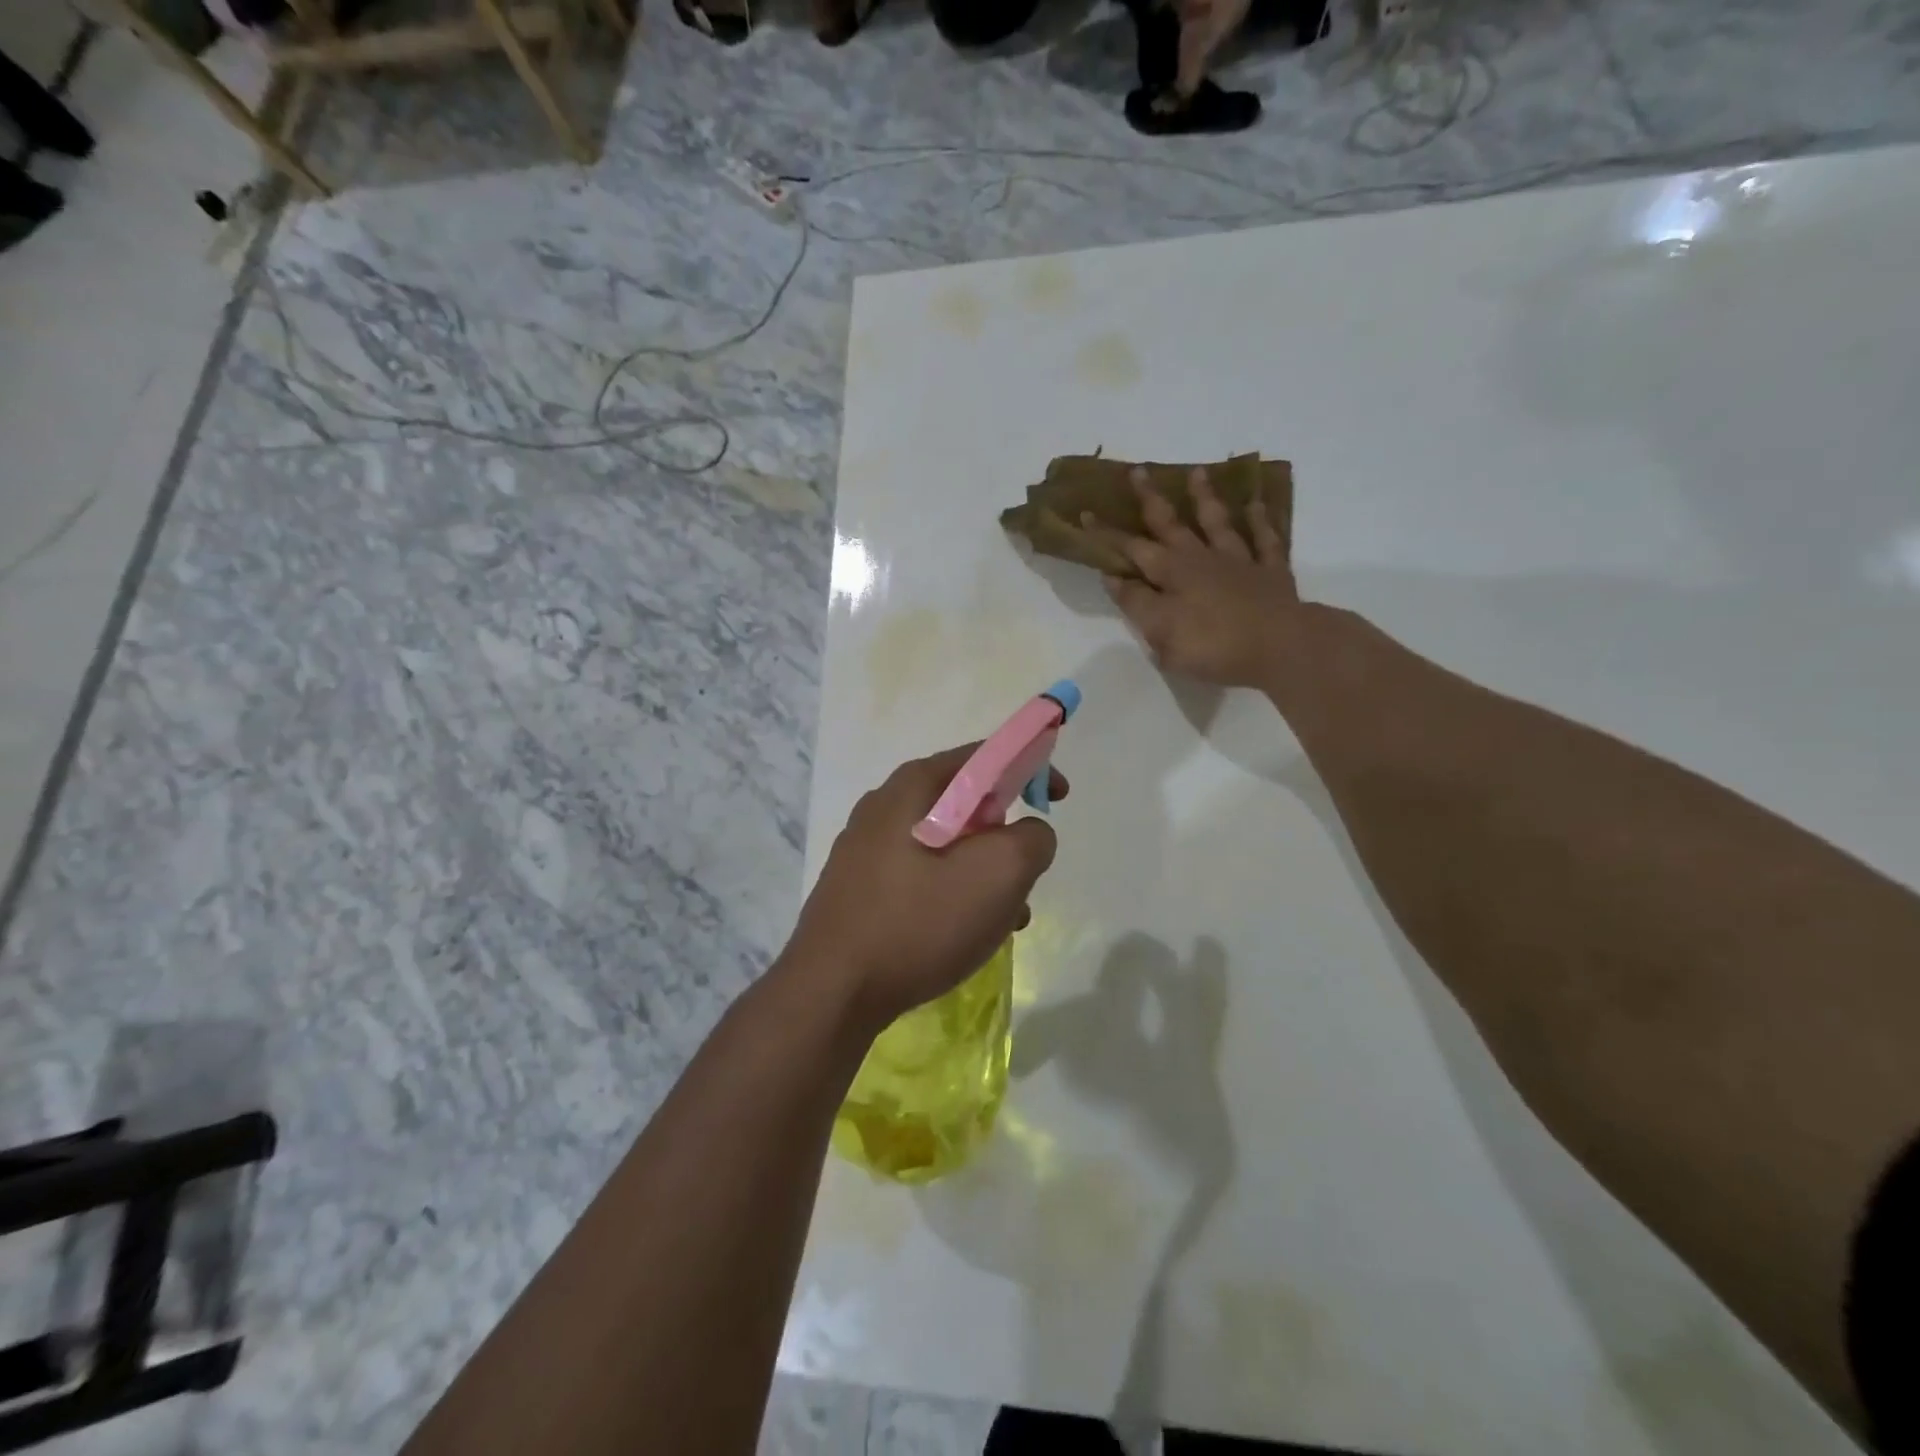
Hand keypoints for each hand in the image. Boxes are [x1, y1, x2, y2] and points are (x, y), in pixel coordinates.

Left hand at [784, 745, 1066, 1030]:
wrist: (831, 992)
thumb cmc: (918, 922)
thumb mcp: (999, 873)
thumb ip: (1032, 839)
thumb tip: (1028, 834)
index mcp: (914, 786)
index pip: (985, 755)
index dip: (1031, 768)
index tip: (1058, 798)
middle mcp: (884, 805)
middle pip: (966, 803)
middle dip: (1006, 835)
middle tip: (1026, 873)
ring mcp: (865, 848)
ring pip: (946, 845)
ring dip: (984, 874)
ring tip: (1005, 920)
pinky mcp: (858, 888)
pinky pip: (921, 875)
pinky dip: (953, 894)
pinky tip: (964, 936)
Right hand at [1087, 466, 1301, 689]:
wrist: (1280, 646)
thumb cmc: (1212, 645)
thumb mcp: (1161, 632)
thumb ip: (1137, 603)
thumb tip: (1114, 578)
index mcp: (1171, 573)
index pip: (1131, 549)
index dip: (1107, 534)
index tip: (1086, 514)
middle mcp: (1201, 558)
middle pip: (1171, 524)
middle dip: (1151, 499)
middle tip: (1138, 471)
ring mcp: (1239, 561)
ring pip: (1218, 522)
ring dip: (1205, 498)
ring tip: (1197, 472)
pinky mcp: (1271, 572)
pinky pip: (1264, 539)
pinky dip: (1259, 520)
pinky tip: (1256, 504)